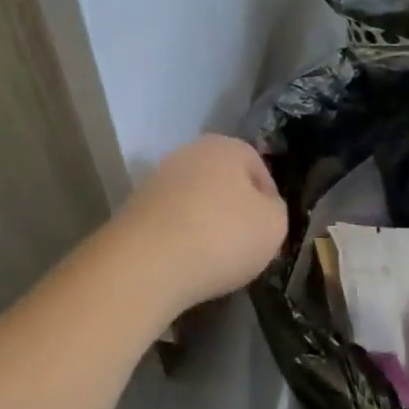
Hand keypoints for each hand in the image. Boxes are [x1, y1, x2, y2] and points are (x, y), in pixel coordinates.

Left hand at [111, 135, 287, 313]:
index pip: (257, 167)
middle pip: (222, 181)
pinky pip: (169, 221)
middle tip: (244, 244)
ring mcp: (157, 179)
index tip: (269, 230)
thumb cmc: (222, 235)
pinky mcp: (134, 207)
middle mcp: (188, 153)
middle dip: (234, 209)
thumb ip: (275, 210)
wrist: (148, 261)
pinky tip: (184, 262)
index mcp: (225, 147)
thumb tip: (262, 208)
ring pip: (194, 200)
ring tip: (213, 258)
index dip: (268, 199)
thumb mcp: (274, 225)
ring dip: (204, 223)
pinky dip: (179, 237)